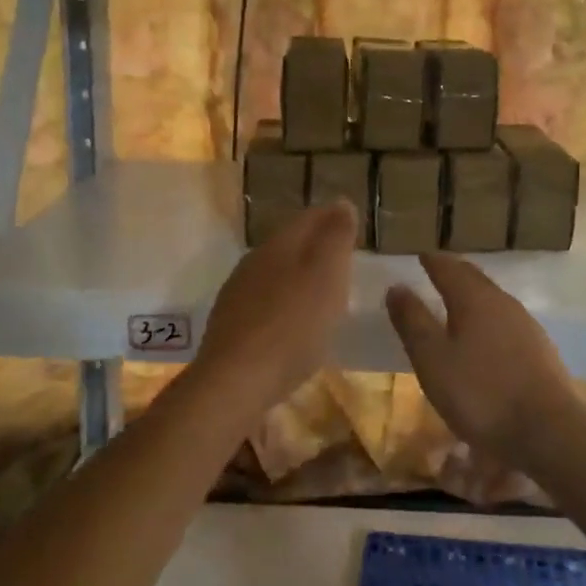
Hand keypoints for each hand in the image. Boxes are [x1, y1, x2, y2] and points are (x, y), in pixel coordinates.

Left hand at [196, 202, 355, 406]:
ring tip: (324, 291)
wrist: (235, 382)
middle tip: (344, 257)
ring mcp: (238, 293)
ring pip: (275, 272)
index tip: (354, 223)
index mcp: (279, 244)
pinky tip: (294, 323)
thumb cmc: (292, 326)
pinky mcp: (231, 326)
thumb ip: (336, 238)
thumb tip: (341, 203)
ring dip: (299, 276)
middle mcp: (254, 261)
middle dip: (317, 246)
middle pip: (290, 243)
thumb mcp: (327, 276)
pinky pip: (265, 302)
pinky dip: (285, 304)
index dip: (333, 217)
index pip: (309, 217)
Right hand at [385, 254, 578, 469]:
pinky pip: (507, 322)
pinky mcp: (540, 350)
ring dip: (473, 296)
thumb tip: (397, 286)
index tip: (420, 256)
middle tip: (437, 271)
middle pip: (474, 279)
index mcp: (474, 298)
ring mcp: (526, 325)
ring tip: (456, 303)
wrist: (548, 431)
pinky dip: (489, 319)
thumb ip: (413, 322)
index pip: (449, 268)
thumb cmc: (481, 394)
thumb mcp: (433, 360)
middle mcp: (503, 302)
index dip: (432, 261)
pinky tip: (486, 338)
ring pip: (493, 300)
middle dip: (454, 273)